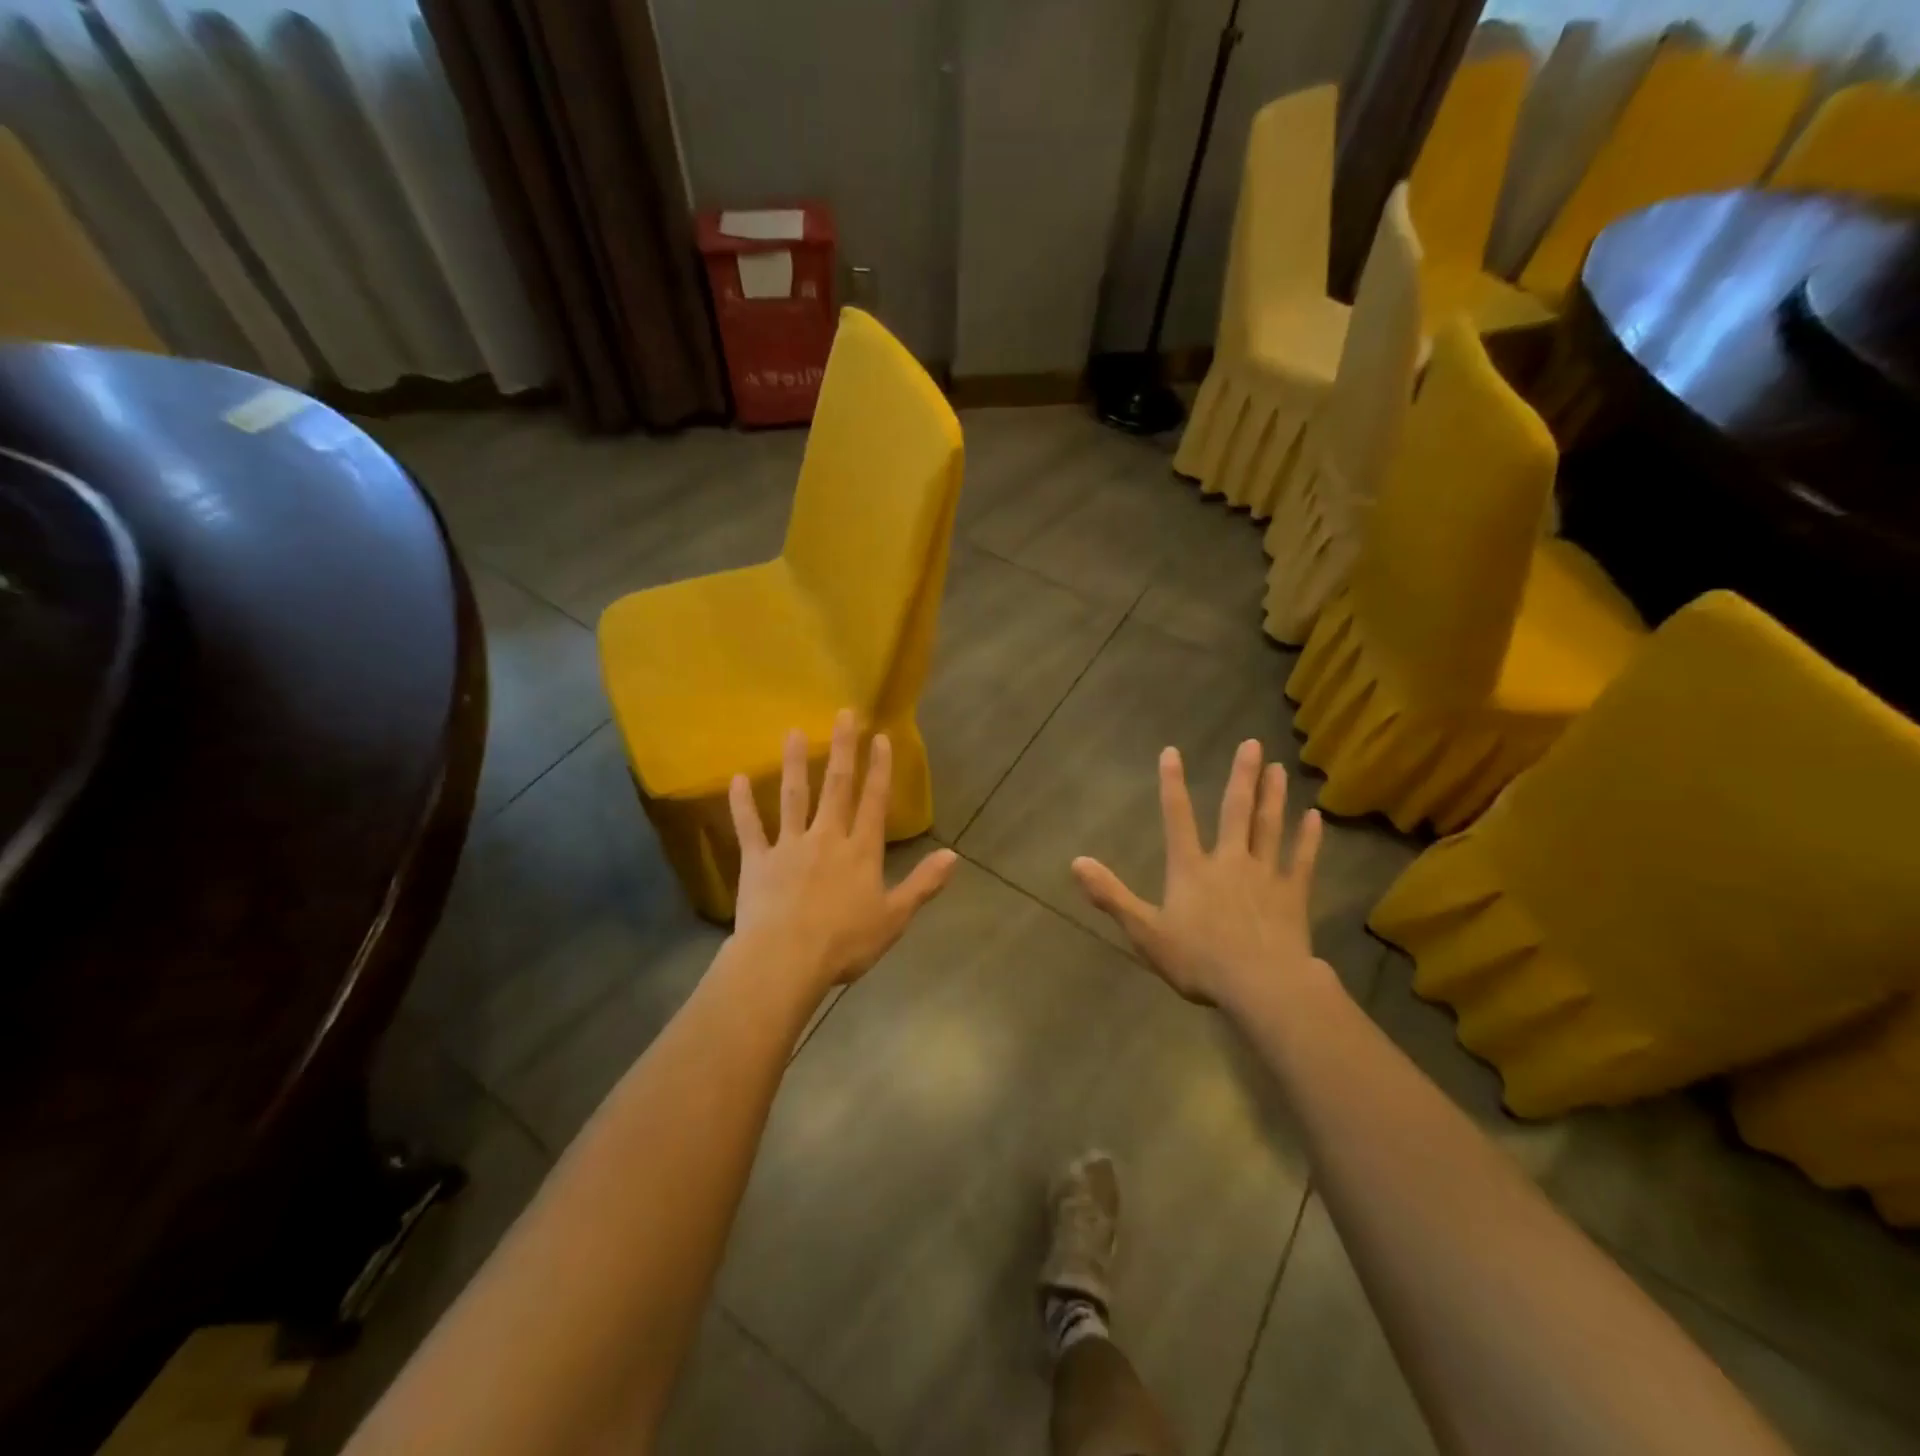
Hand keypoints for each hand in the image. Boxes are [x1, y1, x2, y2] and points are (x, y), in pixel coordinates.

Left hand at [730, 709, 957, 993]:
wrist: (786, 960)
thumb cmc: (844, 943)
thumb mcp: (894, 918)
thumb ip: (923, 884)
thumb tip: (954, 856)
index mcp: (860, 852)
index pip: (874, 802)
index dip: (879, 769)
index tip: (880, 737)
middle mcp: (826, 838)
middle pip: (836, 787)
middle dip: (842, 750)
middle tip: (843, 714)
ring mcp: (789, 846)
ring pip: (793, 797)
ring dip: (793, 764)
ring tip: (792, 731)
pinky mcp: (757, 861)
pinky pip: (750, 828)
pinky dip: (743, 804)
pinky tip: (737, 779)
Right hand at [1071, 740, 1329, 1010]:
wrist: (1262, 986)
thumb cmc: (1199, 960)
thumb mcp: (1145, 931)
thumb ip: (1111, 895)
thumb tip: (1076, 862)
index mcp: (1191, 869)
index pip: (1177, 818)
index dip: (1172, 784)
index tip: (1172, 752)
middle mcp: (1229, 861)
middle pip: (1236, 811)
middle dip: (1241, 777)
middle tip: (1252, 743)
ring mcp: (1265, 875)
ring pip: (1269, 827)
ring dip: (1273, 796)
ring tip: (1278, 767)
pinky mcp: (1292, 895)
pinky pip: (1301, 860)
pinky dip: (1308, 838)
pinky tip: (1315, 817)